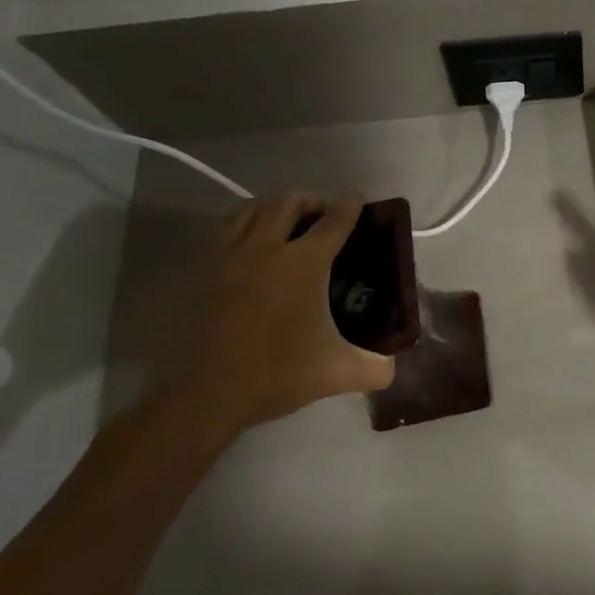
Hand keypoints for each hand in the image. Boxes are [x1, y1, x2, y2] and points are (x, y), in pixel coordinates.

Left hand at [146, 193, 394, 445]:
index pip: (334, 220)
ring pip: (251, 209)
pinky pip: (224, 231)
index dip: (350, 205)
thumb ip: (376, 367)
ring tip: (284, 223)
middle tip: (322, 216)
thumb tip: (393, 365)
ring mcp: (228, 256)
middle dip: (311, 201)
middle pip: (289, 202)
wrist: (202, 395)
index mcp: (304, 262)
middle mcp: (266, 247)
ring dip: (273, 208)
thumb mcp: (338, 374)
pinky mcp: (200, 271)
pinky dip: (242, 227)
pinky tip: (249, 249)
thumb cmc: (275, 374)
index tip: (358, 200)